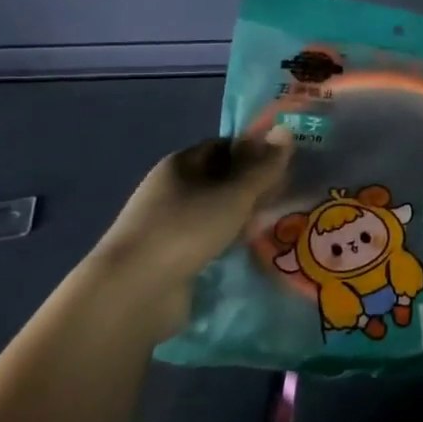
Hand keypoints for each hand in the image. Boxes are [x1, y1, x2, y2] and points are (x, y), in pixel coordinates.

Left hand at [89, 135, 291, 316]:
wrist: (134, 292)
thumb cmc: (186, 229)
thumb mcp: (234, 194)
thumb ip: (263, 167)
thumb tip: (286, 130)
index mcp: (180, 164)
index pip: (223, 146)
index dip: (254, 150)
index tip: (285, 163)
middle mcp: (172, 190)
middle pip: (220, 179)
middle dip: (252, 186)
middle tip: (288, 194)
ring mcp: (170, 225)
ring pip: (216, 212)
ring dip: (243, 216)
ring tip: (278, 221)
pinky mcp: (172, 257)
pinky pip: (210, 240)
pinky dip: (230, 241)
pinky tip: (253, 248)